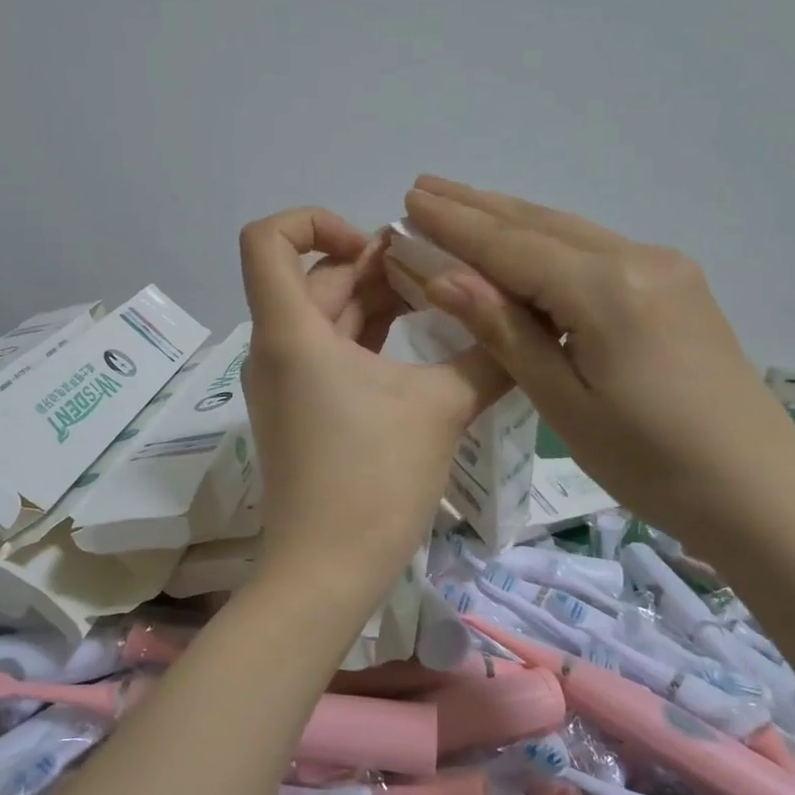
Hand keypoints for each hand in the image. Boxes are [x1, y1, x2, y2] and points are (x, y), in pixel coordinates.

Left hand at [239, 207, 506, 597]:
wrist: (325, 572)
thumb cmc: (372, 482)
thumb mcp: (439, 409)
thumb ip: (486, 357)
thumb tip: (527, 325)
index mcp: (291, 332)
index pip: (267, 239)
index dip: (315, 221)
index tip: (375, 246)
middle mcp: (276, 348)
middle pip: (315, 277)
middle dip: (375, 264)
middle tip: (439, 271)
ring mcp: (284, 382)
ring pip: (325, 317)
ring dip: (376, 301)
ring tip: (439, 299)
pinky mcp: (300, 411)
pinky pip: (328, 352)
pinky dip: (367, 337)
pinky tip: (418, 344)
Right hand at [403, 177, 794, 545]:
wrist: (760, 490)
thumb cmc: (649, 461)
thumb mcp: (562, 401)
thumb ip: (503, 329)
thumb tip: (441, 275)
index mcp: (605, 290)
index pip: (510, 246)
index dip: (454, 225)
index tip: (408, 201)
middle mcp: (636, 259)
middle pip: (539, 224)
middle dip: (476, 206)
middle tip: (423, 188)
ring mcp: (663, 268)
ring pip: (568, 232)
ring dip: (510, 218)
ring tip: (460, 203)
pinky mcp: (675, 286)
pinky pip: (594, 250)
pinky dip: (546, 242)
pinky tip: (523, 244)